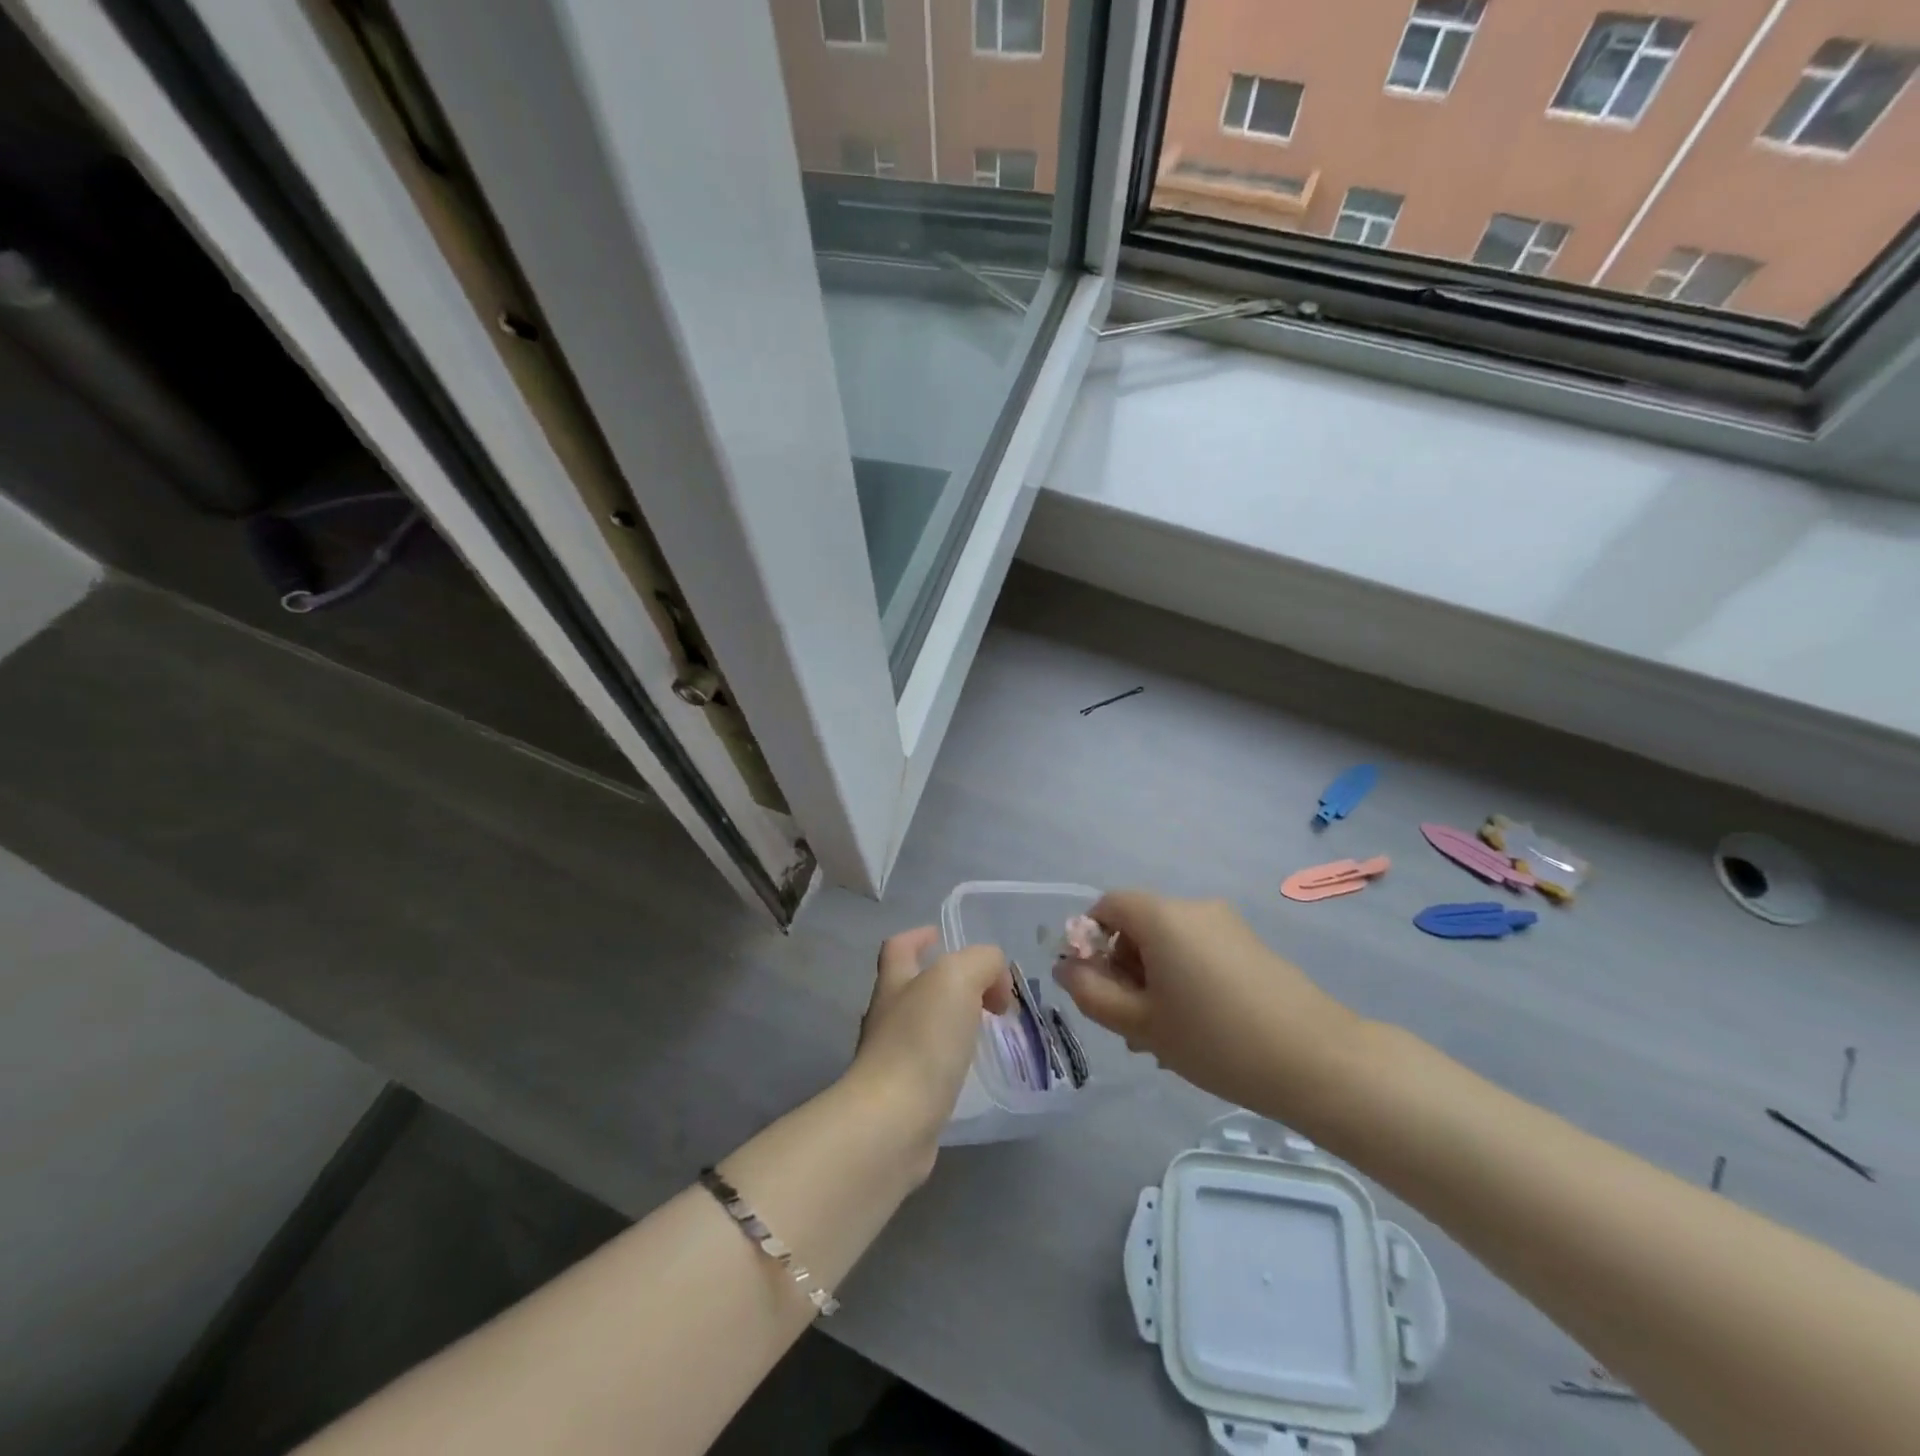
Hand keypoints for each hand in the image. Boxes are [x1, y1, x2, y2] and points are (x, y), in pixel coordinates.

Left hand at [845, 927, 1012, 1172]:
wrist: (893, 1122)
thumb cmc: (922, 1041)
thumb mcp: (958, 978)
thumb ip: (982, 963)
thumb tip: (994, 982)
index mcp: (894, 982)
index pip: (899, 947)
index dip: (918, 936)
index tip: (941, 936)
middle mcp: (886, 1016)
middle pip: (911, 985)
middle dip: (945, 982)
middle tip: (986, 990)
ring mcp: (891, 1058)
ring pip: (922, 1026)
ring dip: (951, 1021)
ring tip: (985, 1027)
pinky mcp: (903, 1096)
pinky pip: (929, 1064)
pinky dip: (951, 1058)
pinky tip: (972, 1067)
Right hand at [1053, 891, 1365, 1123]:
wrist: (1318, 1061)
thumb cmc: (1215, 1040)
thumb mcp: (1141, 1023)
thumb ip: (1092, 993)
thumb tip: (1066, 968)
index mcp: (1162, 916)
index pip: (1108, 905)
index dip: (1090, 940)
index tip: (1096, 986)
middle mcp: (1194, 907)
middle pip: (1139, 924)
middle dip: (1123, 966)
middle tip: (1129, 1023)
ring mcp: (1227, 925)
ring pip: (1170, 943)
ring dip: (1153, 978)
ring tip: (1163, 1036)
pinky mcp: (1252, 946)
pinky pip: (1200, 951)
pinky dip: (1185, 978)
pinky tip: (1198, 1028)